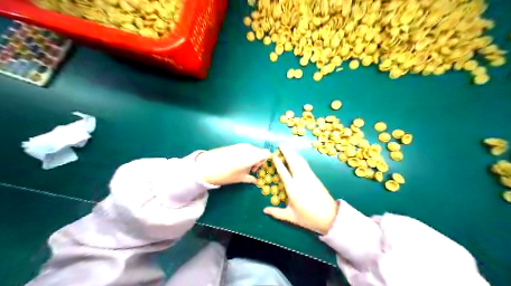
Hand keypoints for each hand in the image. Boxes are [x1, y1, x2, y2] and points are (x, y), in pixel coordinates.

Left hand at [195, 143, 268, 185]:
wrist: (206, 166)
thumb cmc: (226, 174)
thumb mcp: (240, 178)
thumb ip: (250, 178)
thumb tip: (255, 181)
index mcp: (252, 155)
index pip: (266, 153)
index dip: (264, 161)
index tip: (255, 169)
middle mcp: (248, 148)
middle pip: (259, 152)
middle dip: (257, 160)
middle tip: (249, 170)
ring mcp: (240, 145)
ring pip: (251, 150)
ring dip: (250, 158)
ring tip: (241, 167)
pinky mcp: (234, 145)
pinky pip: (244, 149)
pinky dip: (244, 155)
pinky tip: (235, 163)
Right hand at [264, 148, 338, 233]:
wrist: (329, 217)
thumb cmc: (308, 217)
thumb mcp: (290, 216)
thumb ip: (276, 213)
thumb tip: (264, 211)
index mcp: (292, 188)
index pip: (283, 171)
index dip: (278, 162)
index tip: (274, 154)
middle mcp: (300, 179)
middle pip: (293, 161)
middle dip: (287, 152)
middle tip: (280, 145)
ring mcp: (309, 177)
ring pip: (300, 161)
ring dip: (293, 153)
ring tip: (287, 148)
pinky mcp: (315, 177)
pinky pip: (305, 164)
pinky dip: (300, 158)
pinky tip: (298, 157)